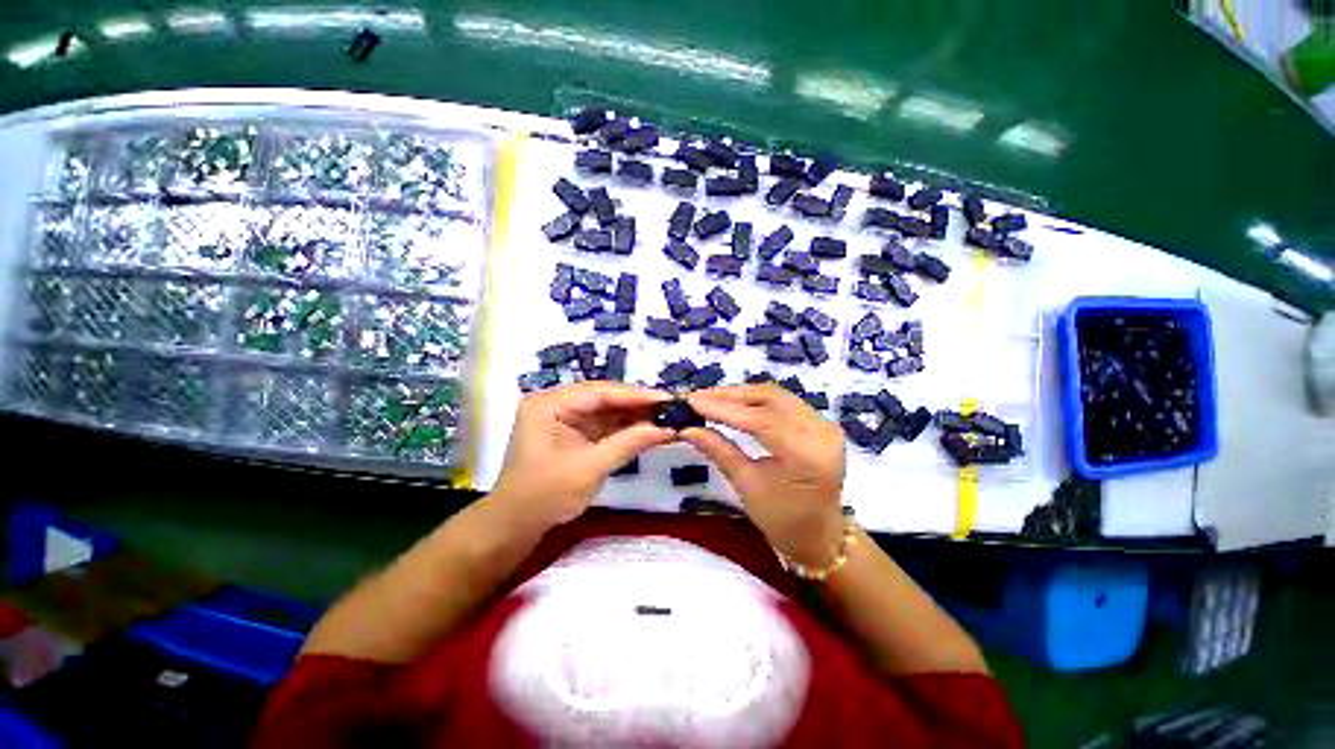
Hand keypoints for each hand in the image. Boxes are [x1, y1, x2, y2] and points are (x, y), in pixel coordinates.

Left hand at [490, 382, 674, 530]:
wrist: (518, 521)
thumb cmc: (547, 493)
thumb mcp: (590, 468)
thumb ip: (627, 443)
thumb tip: (666, 428)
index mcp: (548, 404)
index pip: (598, 392)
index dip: (635, 396)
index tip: (668, 399)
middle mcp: (552, 404)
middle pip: (601, 398)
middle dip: (636, 405)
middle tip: (672, 408)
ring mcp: (558, 420)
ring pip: (601, 412)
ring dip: (631, 417)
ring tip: (666, 418)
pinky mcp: (565, 436)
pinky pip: (597, 427)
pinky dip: (620, 430)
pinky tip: (646, 430)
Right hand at [683, 384, 846, 565]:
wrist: (818, 534)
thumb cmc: (782, 520)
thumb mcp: (748, 487)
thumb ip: (721, 452)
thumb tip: (687, 428)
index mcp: (807, 454)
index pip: (762, 420)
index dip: (725, 408)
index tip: (691, 401)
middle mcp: (822, 432)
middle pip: (772, 399)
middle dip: (733, 395)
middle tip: (698, 396)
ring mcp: (826, 425)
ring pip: (779, 397)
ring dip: (745, 395)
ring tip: (712, 398)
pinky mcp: (823, 424)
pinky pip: (788, 404)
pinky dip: (760, 402)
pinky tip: (737, 404)